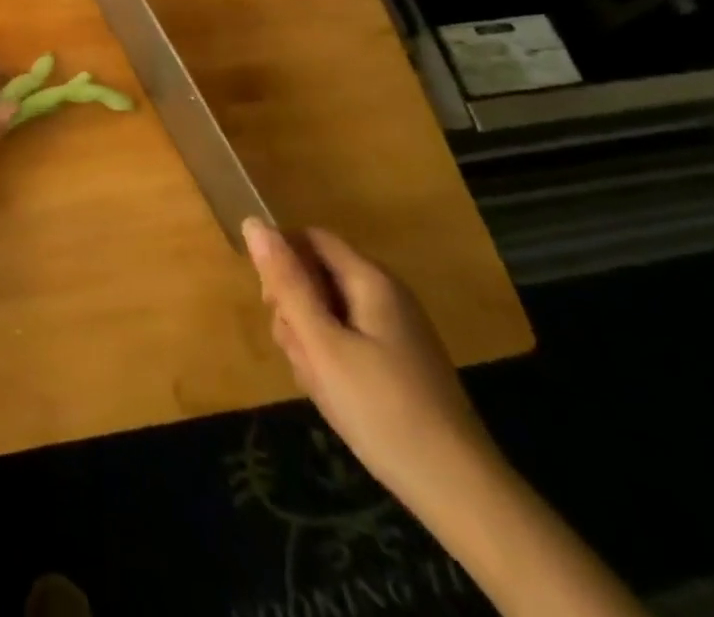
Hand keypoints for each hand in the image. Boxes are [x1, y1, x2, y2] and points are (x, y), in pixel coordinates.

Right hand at [243, 218, 497, 510]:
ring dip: (311, 341)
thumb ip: (286, 283)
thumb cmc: (382, 409)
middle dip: (296, 310)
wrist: (460, 492)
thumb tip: (253, 222)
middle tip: (300, 355)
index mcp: (370, 278)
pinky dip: (333, 360)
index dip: (282, 261)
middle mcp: (386, 293)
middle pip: (319, 276)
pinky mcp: (399, 361)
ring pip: (330, 312)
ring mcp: (395, 329)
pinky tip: (336, 396)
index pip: (310, 239)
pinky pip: (350, 340)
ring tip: (320, 384)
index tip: (272, 305)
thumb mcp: (322, 344)